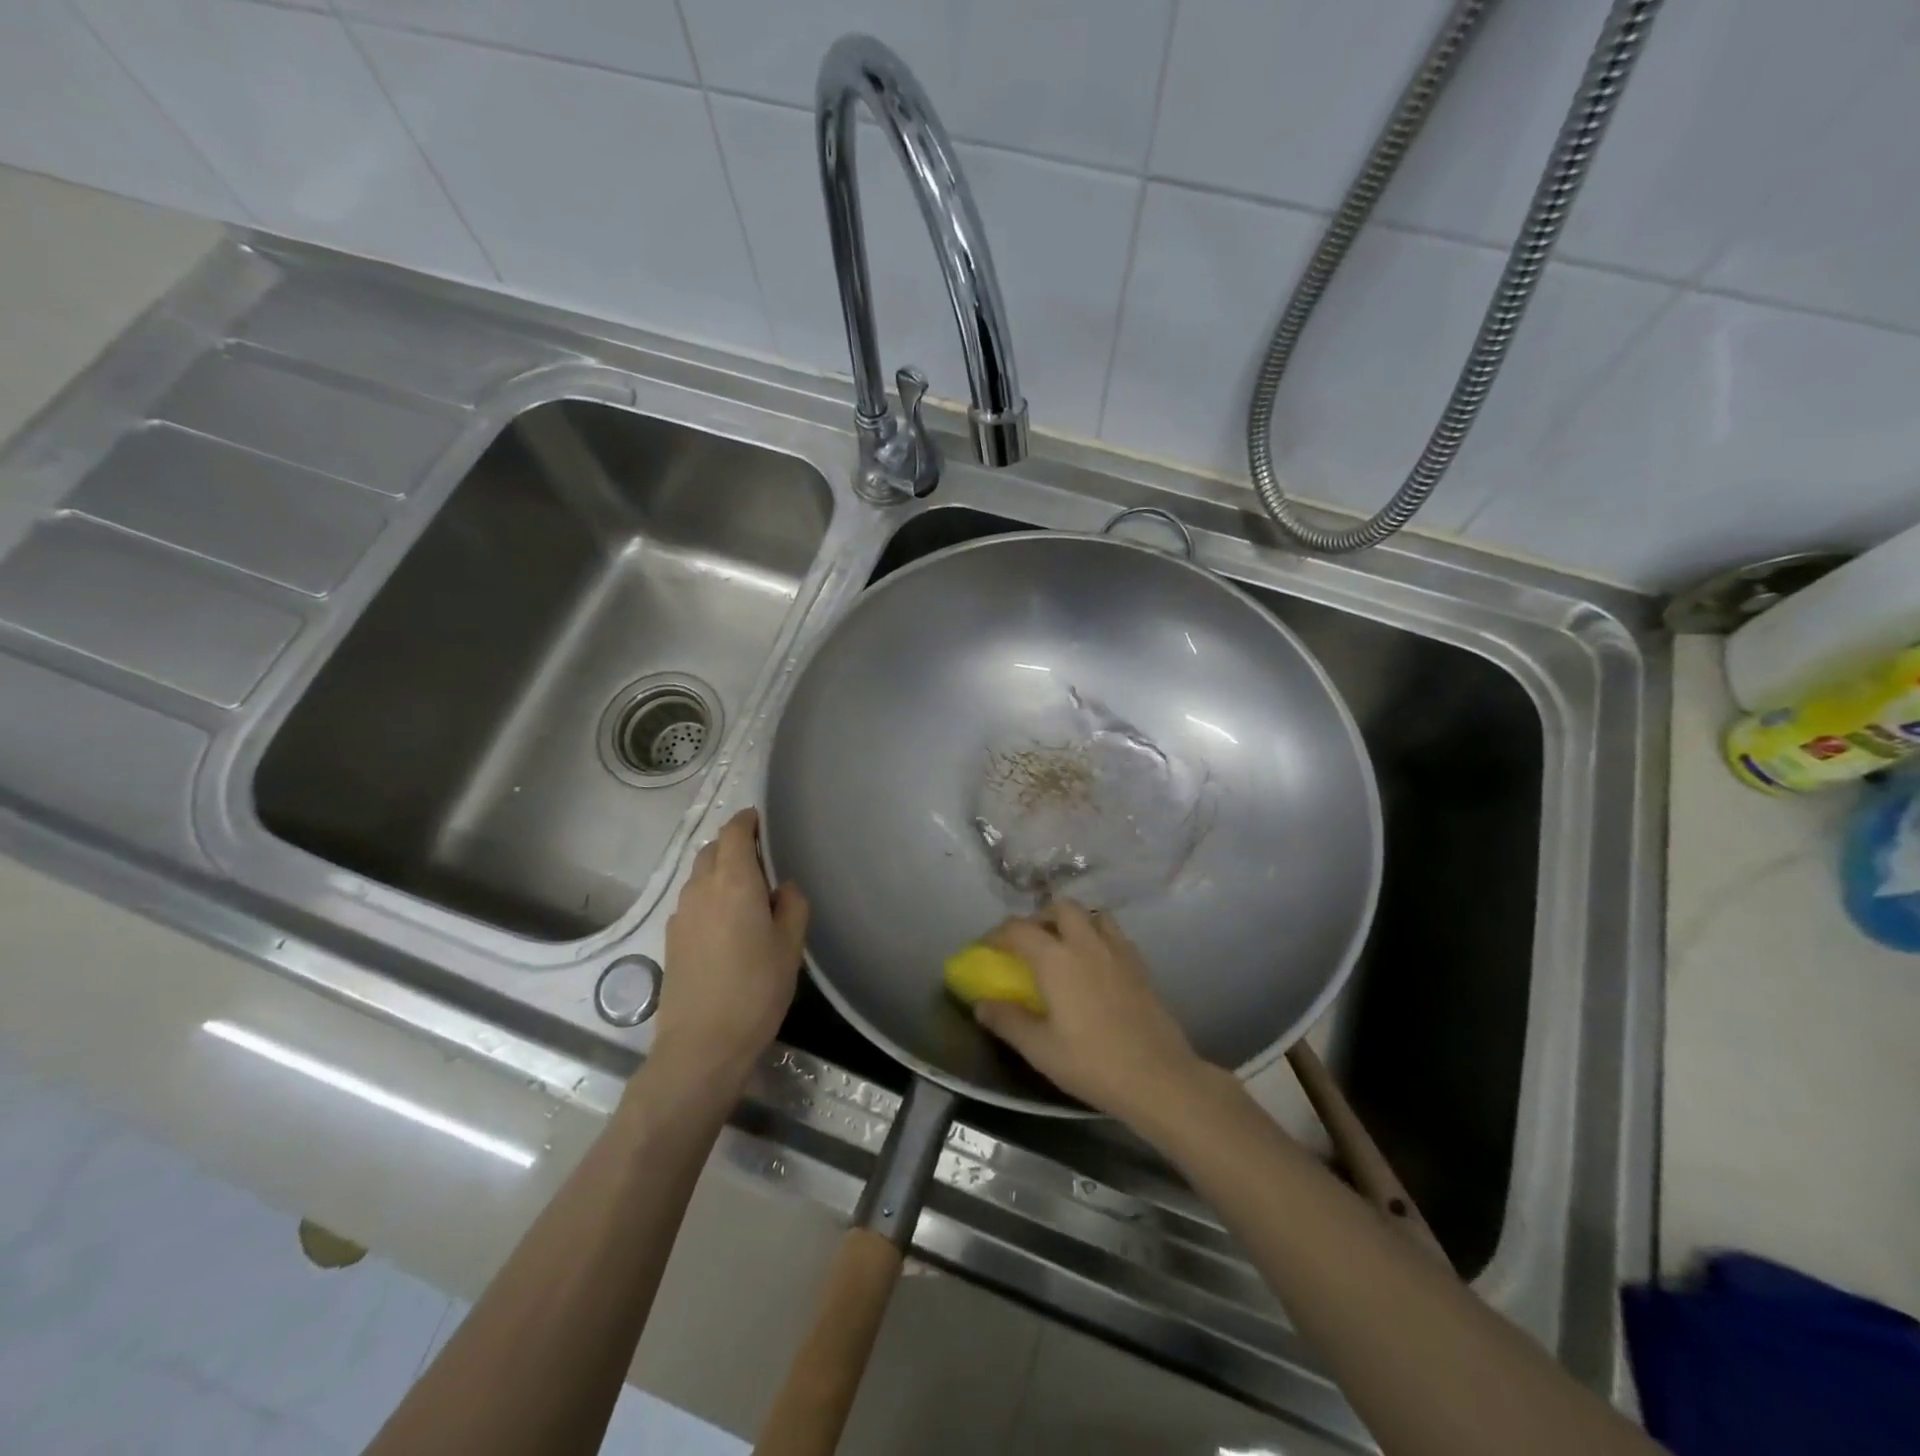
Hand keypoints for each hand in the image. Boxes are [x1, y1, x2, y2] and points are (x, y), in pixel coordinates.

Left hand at [652, 808, 808, 1093]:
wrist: (702, 1044)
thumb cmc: (756, 989)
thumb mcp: (790, 946)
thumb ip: (792, 905)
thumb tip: (782, 887)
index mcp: (733, 881)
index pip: (734, 833)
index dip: (747, 821)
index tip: (761, 820)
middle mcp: (700, 888)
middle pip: (712, 850)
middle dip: (733, 844)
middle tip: (761, 858)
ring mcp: (680, 914)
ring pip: (699, 876)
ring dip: (719, 871)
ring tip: (746, 892)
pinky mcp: (670, 938)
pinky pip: (692, 900)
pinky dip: (709, 896)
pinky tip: (726, 923)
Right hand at [975, 899, 1209, 1126]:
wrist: (1158, 1077)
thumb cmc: (1092, 1063)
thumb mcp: (1039, 1049)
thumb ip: (1007, 1021)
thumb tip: (982, 1004)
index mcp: (1056, 959)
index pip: (1019, 929)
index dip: (997, 934)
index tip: (987, 949)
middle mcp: (1086, 943)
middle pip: (1060, 908)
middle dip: (1040, 917)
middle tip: (1029, 943)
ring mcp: (1118, 951)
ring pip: (1093, 915)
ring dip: (1073, 922)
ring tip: (1063, 948)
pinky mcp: (1140, 966)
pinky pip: (1115, 935)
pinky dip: (1099, 937)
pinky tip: (1095, 965)